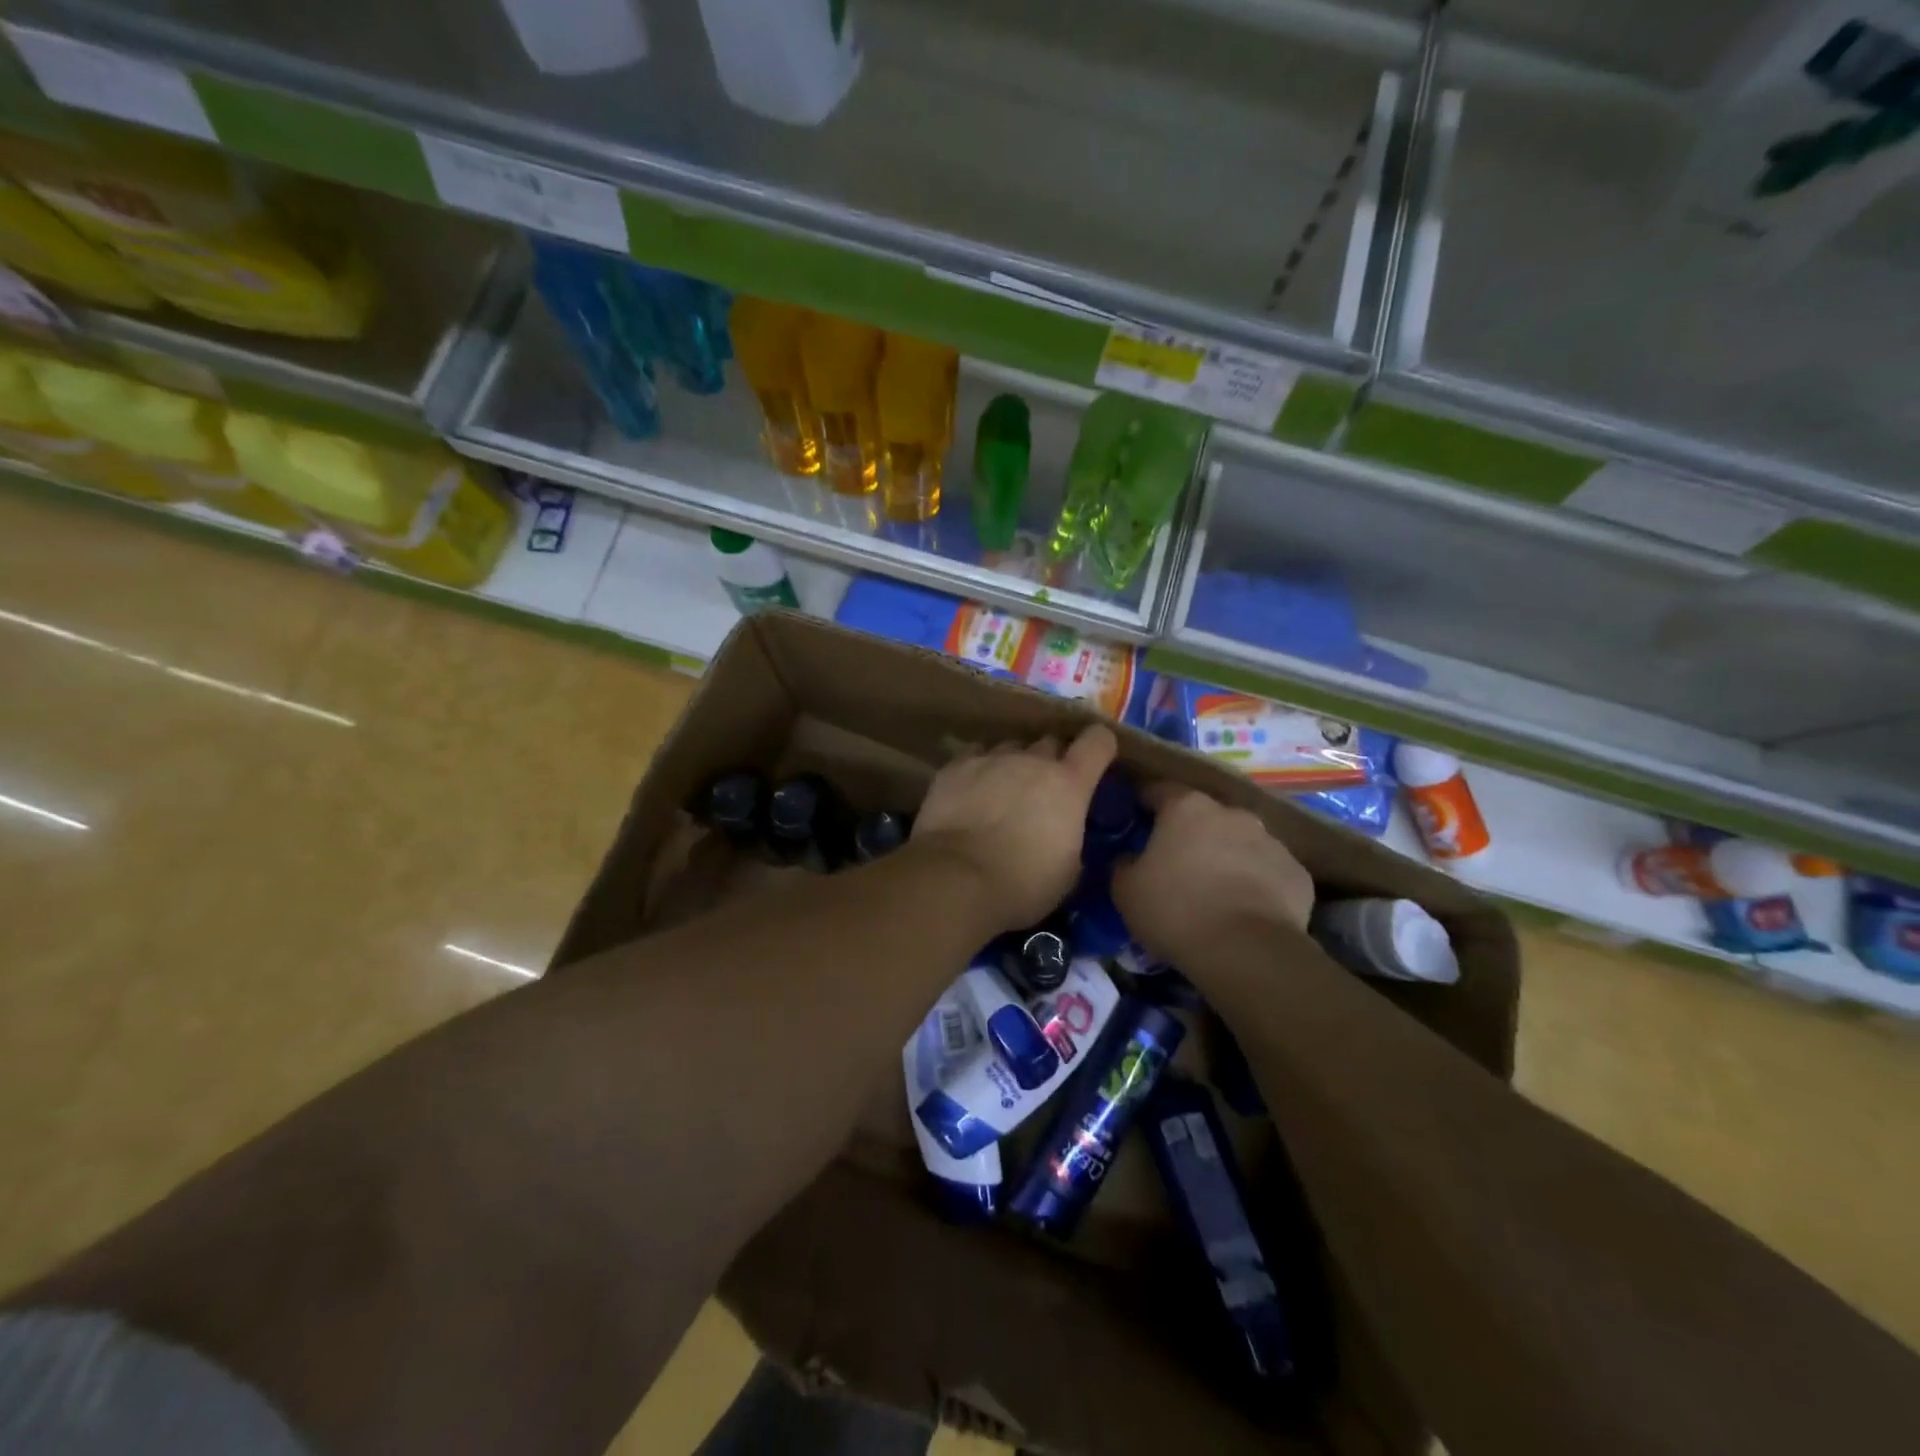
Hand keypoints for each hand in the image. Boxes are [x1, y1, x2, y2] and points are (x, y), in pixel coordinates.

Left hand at [910, 724, 1117, 932]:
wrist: (957, 879)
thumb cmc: (1022, 884)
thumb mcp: (1068, 871)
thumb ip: (1073, 837)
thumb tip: (1066, 832)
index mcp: (1069, 783)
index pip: (1098, 741)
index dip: (1100, 747)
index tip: (1096, 760)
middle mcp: (1032, 760)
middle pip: (1050, 743)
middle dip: (1051, 761)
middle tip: (1044, 790)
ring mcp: (991, 759)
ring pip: (1010, 748)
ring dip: (1013, 765)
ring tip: (1003, 792)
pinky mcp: (955, 767)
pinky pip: (975, 756)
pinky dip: (978, 770)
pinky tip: (971, 791)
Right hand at [1112, 784, 1314, 962]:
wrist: (1247, 951)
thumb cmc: (1176, 910)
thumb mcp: (1125, 890)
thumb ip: (1124, 863)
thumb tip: (1130, 857)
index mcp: (1186, 808)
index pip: (1159, 790)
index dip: (1145, 802)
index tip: (1136, 817)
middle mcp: (1231, 813)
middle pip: (1204, 815)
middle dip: (1190, 832)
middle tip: (1176, 861)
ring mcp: (1270, 841)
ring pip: (1239, 841)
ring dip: (1226, 855)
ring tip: (1214, 888)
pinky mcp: (1296, 873)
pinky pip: (1267, 871)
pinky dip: (1256, 882)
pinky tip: (1246, 909)